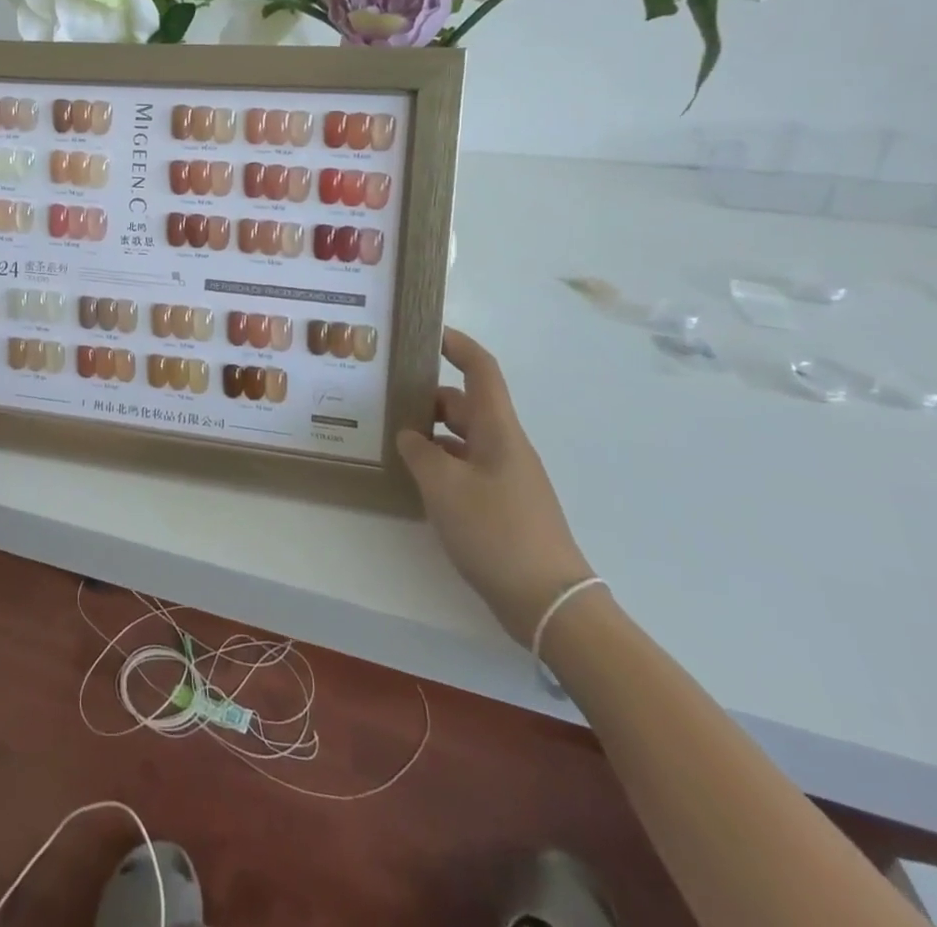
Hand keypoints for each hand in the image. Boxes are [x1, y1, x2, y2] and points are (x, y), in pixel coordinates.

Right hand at [396, 328, 592, 644]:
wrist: (549, 602)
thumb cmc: (496, 532)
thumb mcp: (443, 487)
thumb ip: (420, 453)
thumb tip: (410, 436)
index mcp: (498, 430)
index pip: (481, 371)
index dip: (458, 345)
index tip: (429, 333)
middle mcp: (505, 445)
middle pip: (466, 405)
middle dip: (429, 397)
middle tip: (387, 398)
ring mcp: (506, 476)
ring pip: (464, 438)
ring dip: (431, 432)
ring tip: (392, 438)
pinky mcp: (503, 504)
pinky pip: (466, 466)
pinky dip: (441, 462)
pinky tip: (415, 478)